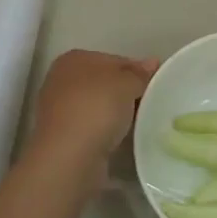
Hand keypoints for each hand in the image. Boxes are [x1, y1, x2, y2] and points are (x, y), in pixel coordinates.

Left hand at [24, 49, 156, 196]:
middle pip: (105, 84)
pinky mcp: (63, 139)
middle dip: (127, 93)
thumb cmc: (96, 108)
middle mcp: (62, 81)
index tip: (156, 84)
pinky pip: (94, 129)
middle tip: (153, 104)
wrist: (68, 158)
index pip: (114, 60)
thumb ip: (140, 74)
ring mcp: (59, 111)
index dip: (137, 70)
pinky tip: (124, 140)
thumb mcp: (127, 84)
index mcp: (74, 59)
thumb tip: (152, 63)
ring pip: (99, 108)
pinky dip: (107, 133)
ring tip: (143, 124)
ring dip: (118, 115)